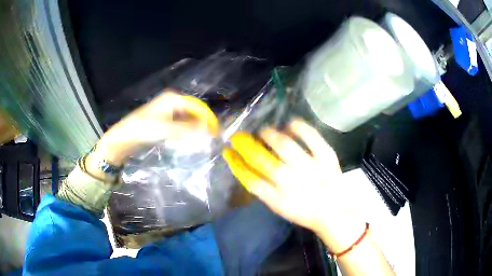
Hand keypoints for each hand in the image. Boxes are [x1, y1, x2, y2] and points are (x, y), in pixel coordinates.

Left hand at [94, 90, 218, 165]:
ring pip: (187, 119)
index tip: (216, 133)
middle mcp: (172, 101)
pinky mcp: (164, 120)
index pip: (197, 107)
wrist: (124, 137)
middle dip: (201, 125)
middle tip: (209, 140)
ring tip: (201, 142)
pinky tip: (188, 141)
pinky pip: (180, 124)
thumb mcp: (166, 130)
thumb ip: (188, 130)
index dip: (208, 119)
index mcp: (173, 99)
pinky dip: (186, 132)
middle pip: (193, 112)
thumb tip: (208, 131)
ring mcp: (167, 110)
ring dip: (194, 129)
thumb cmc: (143, 130)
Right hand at [223, 119, 365, 251]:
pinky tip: (290, 124)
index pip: (250, 179)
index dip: (236, 163)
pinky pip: (311, 136)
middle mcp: (291, 182)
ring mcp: (310, 168)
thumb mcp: (280, 208)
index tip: (228, 152)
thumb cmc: (305, 212)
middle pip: (261, 159)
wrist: (335, 212)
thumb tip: (248, 170)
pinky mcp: (326, 157)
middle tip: (241, 137)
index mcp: (278, 199)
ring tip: (265, 131)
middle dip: (245, 145)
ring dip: (269, 134)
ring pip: (283, 144)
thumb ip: (264, 191)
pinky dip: (299, 127)